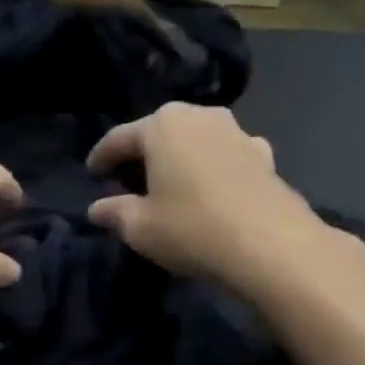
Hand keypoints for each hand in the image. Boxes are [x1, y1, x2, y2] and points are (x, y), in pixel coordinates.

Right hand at [86, 104, 349, 296]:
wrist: (274, 247)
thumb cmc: (192, 228)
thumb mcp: (139, 227)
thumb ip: (113, 212)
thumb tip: (97, 209)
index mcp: (162, 125)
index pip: (119, 138)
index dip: (101, 157)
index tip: (91, 174)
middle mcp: (199, 117)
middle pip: (159, 132)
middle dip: (141, 153)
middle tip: (125, 178)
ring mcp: (237, 132)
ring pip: (194, 140)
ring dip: (178, 158)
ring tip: (167, 183)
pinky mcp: (265, 156)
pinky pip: (224, 155)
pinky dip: (210, 167)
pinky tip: (209, 187)